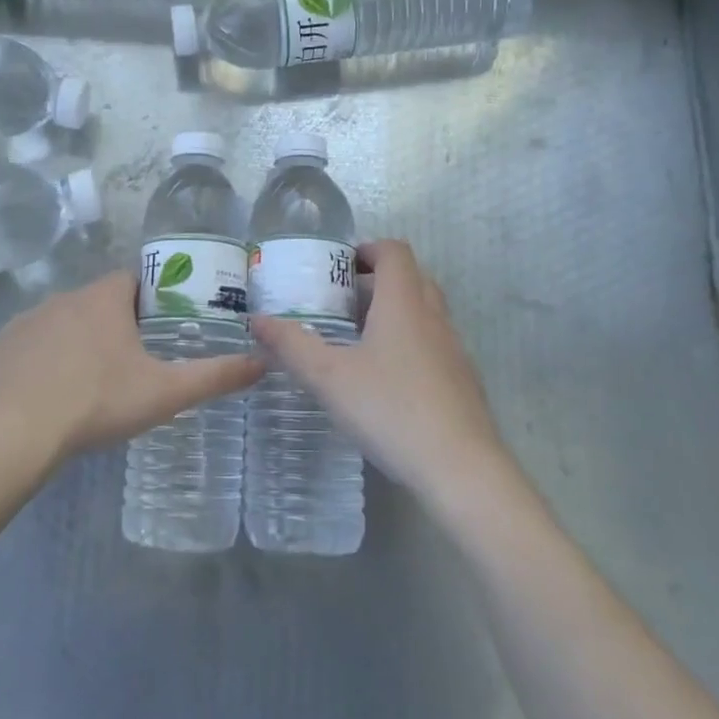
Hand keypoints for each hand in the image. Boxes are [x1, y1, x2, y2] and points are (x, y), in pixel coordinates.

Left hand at [0, 271, 262, 463]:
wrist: (10, 433)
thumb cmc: (95, 402)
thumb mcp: (165, 392)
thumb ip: (215, 376)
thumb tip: (262, 362)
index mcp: (104, 299)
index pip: (135, 280)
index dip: (153, 298)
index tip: (164, 326)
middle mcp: (63, 298)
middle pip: (98, 301)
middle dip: (116, 324)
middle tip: (133, 362)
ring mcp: (25, 322)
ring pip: (62, 323)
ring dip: (78, 342)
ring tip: (91, 383)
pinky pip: (29, 347)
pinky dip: (42, 362)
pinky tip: (48, 396)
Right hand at [250, 240, 506, 499]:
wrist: (461, 469)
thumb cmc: (390, 410)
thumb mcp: (328, 377)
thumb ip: (291, 345)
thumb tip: (257, 320)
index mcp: (404, 304)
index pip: (394, 252)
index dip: (367, 249)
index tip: (339, 265)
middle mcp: (434, 317)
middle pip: (411, 278)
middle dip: (377, 280)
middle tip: (341, 302)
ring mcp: (454, 349)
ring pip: (425, 312)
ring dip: (394, 312)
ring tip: (358, 339)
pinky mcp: (462, 380)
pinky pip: (433, 343)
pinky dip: (409, 342)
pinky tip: (385, 379)